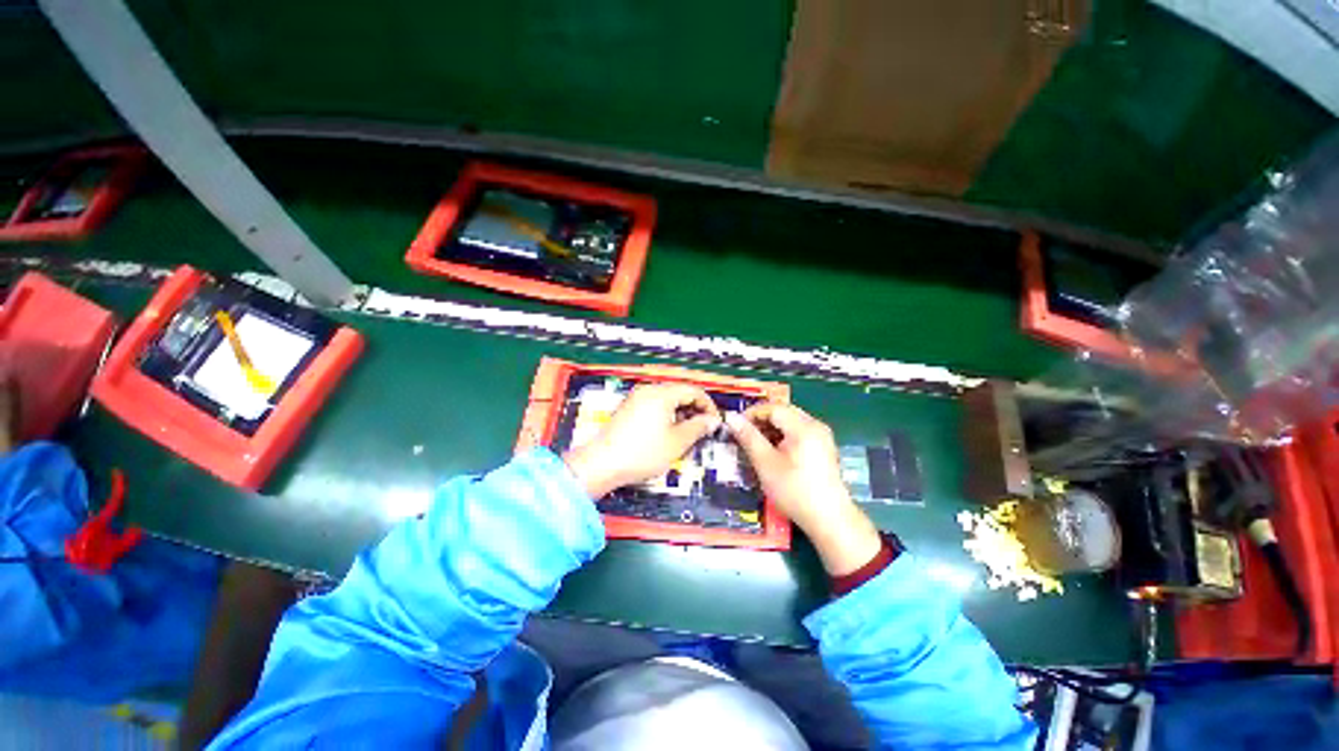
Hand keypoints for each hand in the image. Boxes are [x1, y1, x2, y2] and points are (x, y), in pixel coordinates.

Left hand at [563, 383, 721, 498]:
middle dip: (695, 410)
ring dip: (681, 413)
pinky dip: (667, 416)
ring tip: (686, 434)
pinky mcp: (629, 409)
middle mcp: (648, 390)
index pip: (694, 391)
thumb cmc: (642, 453)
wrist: (602, 464)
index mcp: (662, 393)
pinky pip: (655, 406)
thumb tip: (712, 420)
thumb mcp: (677, 442)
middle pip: (680, 393)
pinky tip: (668, 434)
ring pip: (668, 400)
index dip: (708, 407)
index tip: (714, 424)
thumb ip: (698, 427)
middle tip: (702, 430)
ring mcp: (636, 398)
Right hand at [727, 403, 881, 576]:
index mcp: (803, 427)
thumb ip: (748, 437)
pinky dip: (783, 436)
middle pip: (783, 412)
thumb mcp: (765, 463)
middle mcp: (816, 425)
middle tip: (743, 434)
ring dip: (772, 428)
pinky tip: (773, 452)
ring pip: (791, 421)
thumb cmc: (794, 490)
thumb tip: (731, 417)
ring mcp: (822, 436)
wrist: (829, 520)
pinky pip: (799, 432)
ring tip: (755, 444)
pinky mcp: (824, 448)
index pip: (773, 407)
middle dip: (761, 420)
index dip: (751, 413)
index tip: (735, 426)